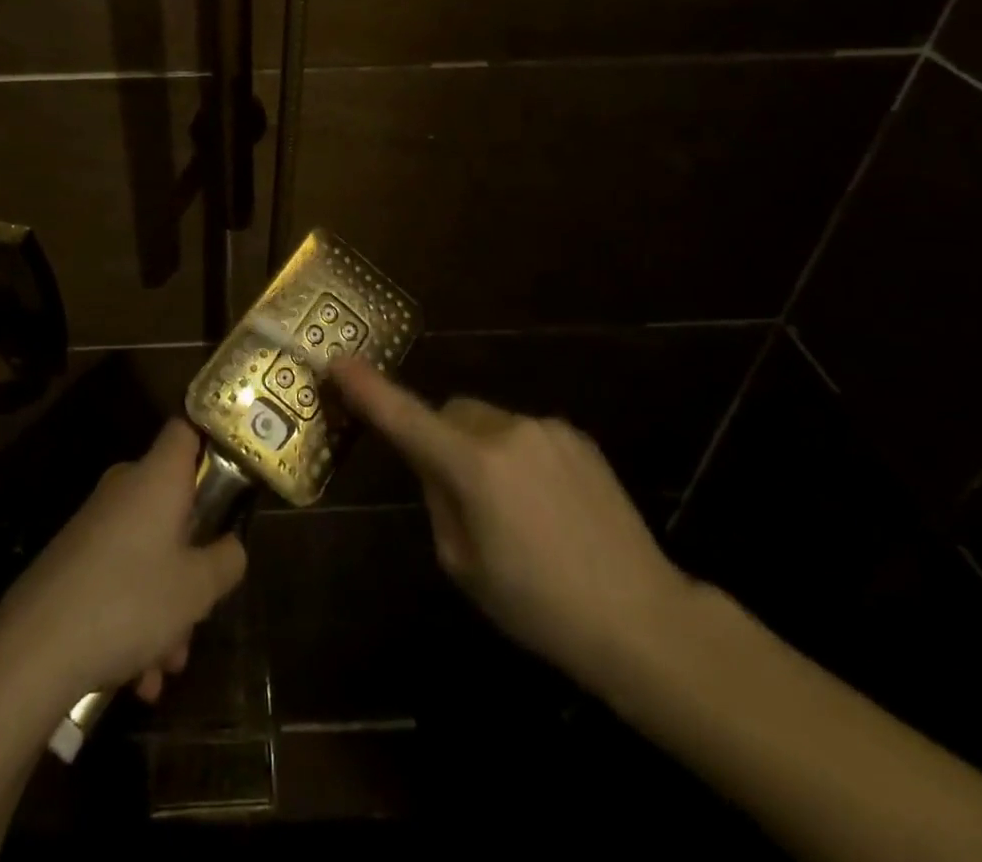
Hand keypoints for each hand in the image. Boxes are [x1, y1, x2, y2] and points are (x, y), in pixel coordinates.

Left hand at [0, 420, 247, 707]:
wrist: (32, 651)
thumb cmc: (129, 601)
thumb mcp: (197, 588)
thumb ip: (227, 560)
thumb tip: (232, 546)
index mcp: (157, 477)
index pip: (186, 428)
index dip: (212, 440)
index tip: (233, 474)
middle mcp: (125, 489)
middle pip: (174, 504)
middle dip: (194, 557)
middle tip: (206, 603)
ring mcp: (95, 524)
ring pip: (149, 551)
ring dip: (166, 604)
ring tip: (169, 665)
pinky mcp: (73, 559)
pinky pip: (120, 576)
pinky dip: (135, 617)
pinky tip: (139, 677)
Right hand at [329, 356, 696, 692]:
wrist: (642, 619)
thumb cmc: (538, 605)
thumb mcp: (464, 564)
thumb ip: (439, 498)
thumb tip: (435, 464)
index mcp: (474, 466)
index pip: (406, 418)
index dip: (369, 390)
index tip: (339, 362)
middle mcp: (508, 431)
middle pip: (450, 413)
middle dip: (440, 438)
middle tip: (455, 491)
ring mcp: (547, 429)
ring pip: (488, 422)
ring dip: (481, 448)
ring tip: (512, 509)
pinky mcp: (576, 437)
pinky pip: (525, 433)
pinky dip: (516, 455)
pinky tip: (546, 505)